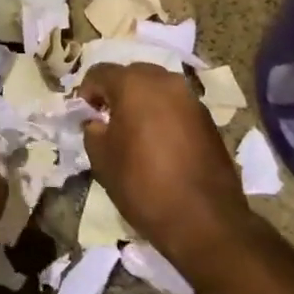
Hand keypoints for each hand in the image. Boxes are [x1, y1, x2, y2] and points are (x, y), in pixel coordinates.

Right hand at [81, 62, 254, 272]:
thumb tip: (97, 122)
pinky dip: (164, 115)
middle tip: (108, 119)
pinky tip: (160, 143)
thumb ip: (93, 130)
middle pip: (132, 74)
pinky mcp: (209, 119)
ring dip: (142, 102)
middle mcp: (165, 81)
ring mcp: (191, 99)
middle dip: (117, 92)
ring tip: (135, 131)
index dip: (88, 91)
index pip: (100, 72)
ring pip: (158, 89)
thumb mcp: (102, 159)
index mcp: (134, 84)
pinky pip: (177, 106)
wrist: (204, 221)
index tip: (85, 113)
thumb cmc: (143, 185)